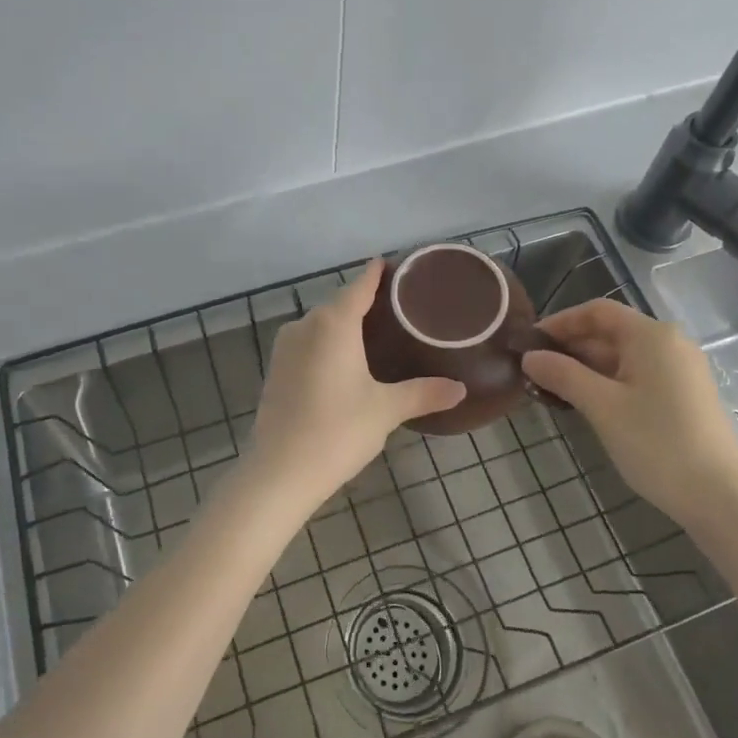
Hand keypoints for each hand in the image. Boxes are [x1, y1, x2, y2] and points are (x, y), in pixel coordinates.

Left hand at [247, 260, 466, 506]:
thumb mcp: (386, 410)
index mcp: (333, 323)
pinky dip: (328, 344)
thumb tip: (460, 389)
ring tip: (377, 334)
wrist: (279, 471)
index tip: (395, 266)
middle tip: (399, 308)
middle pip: (340, 303)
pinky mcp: (276, 370)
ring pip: (321, 324)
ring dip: (344, 324)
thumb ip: (423, 393)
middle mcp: (306, 325)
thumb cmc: (337, 430)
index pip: (360, 285)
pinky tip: (345, 362)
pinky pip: (308, 343)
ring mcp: (286, 347)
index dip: (378, 274)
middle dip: (365, 301)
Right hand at [521, 299, 737, 537]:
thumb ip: (563, 375)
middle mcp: (669, 344)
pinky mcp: (683, 396)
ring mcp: (680, 371)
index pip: (597, 311)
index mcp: (651, 335)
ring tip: (551, 390)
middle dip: (570, 348)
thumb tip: (530, 357)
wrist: (721, 497)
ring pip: (622, 357)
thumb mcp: (602, 407)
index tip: (529, 343)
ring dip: (585, 369)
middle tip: (533, 371)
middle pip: (610, 332)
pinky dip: (607, 383)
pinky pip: (637, 376)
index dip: (560, 322)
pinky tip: (585, 404)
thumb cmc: (658, 443)